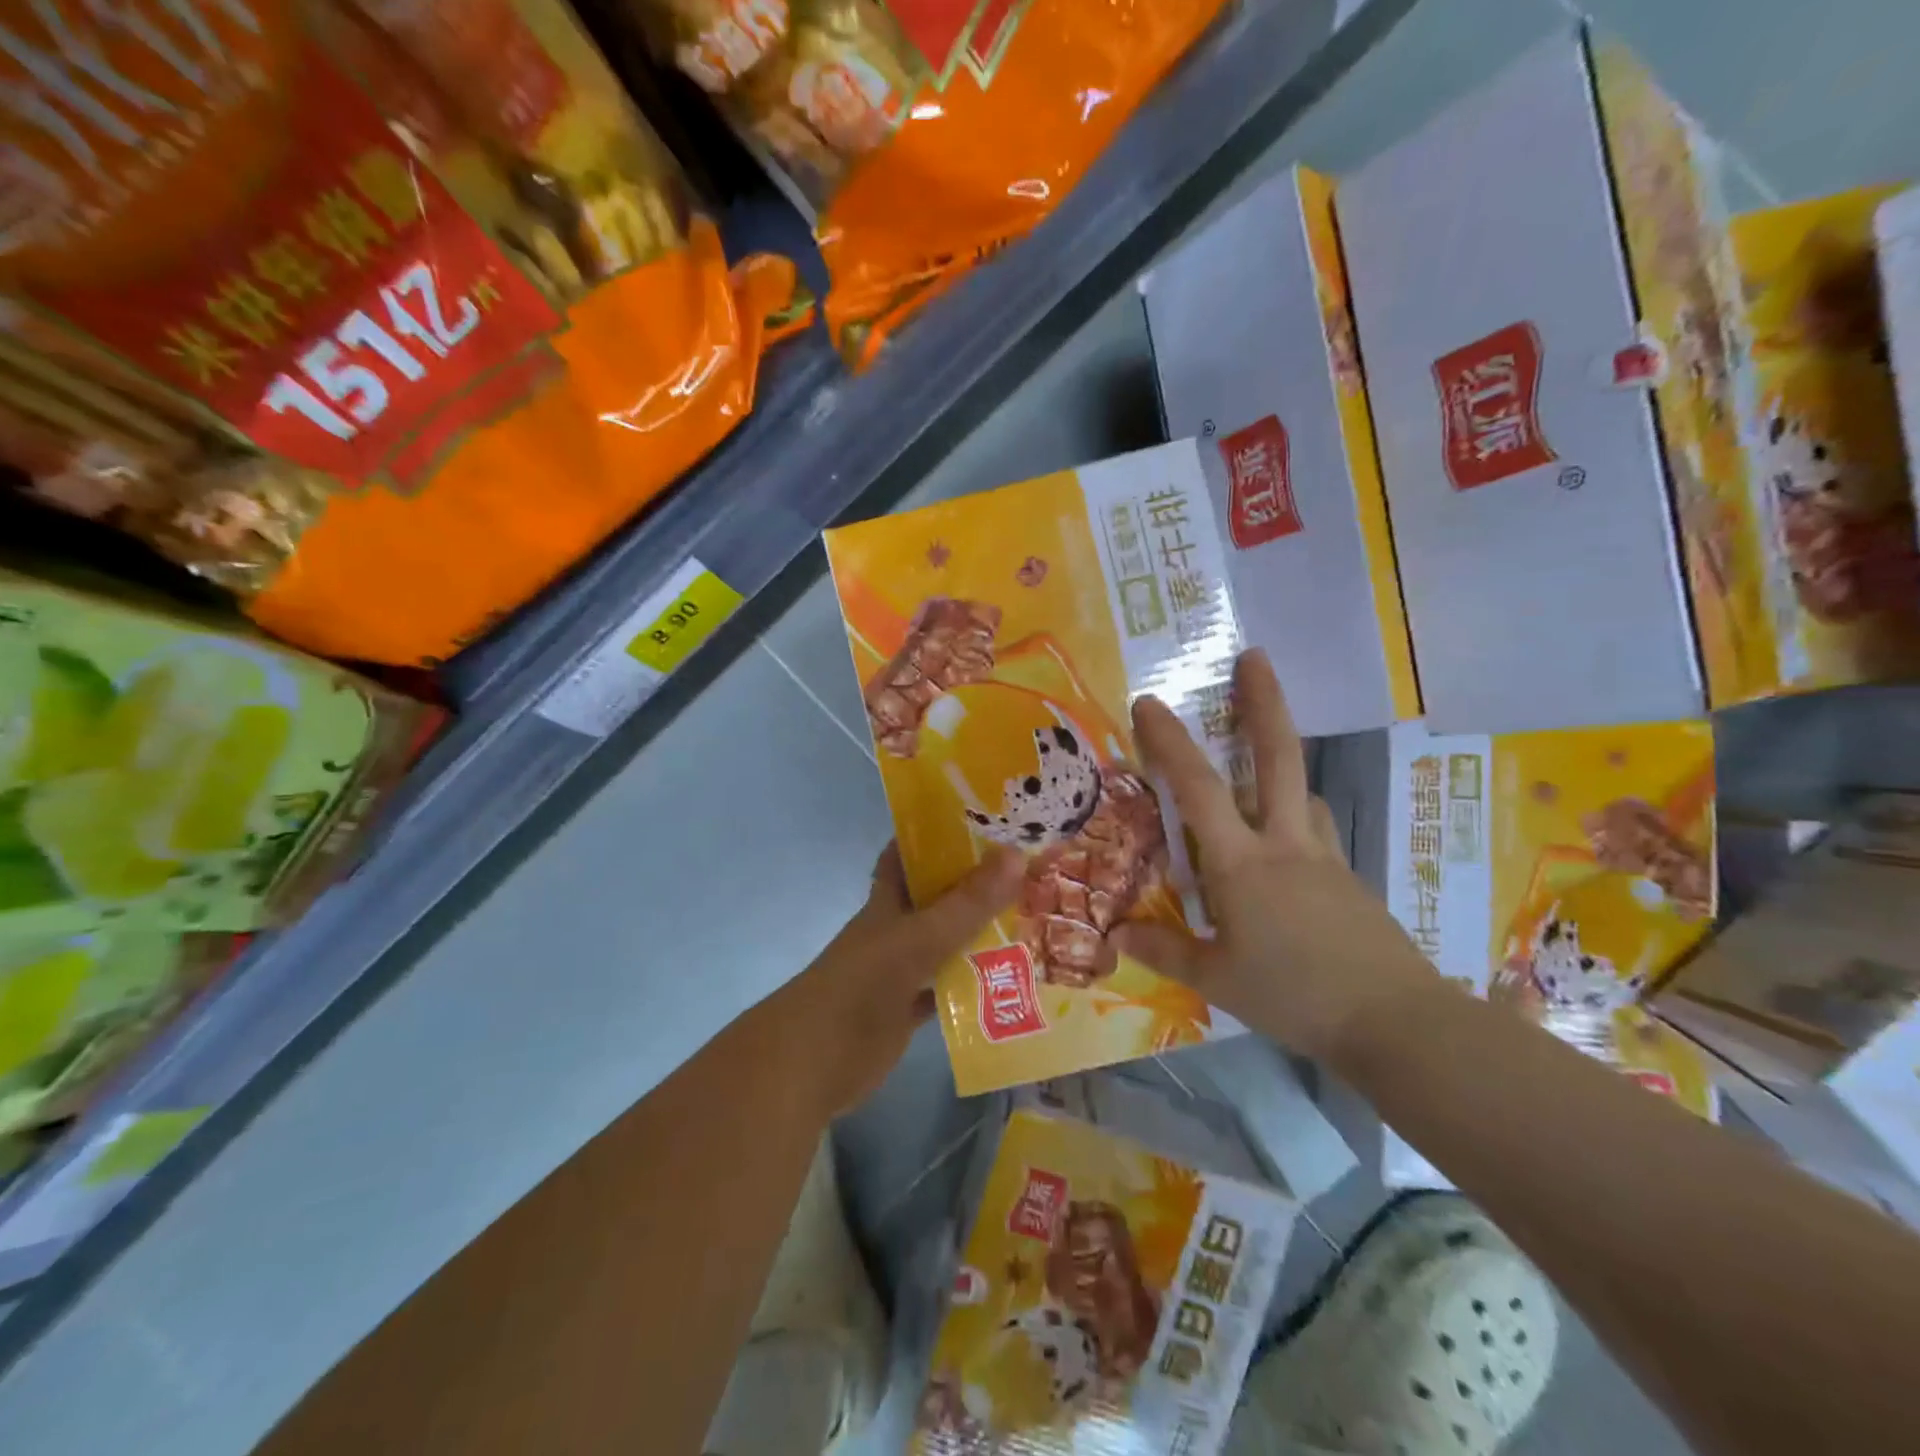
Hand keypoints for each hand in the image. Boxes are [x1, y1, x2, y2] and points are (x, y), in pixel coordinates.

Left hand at [766, 843, 1023, 1117]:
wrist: (813, 1064)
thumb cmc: (860, 988)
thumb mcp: (917, 940)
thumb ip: (967, 904)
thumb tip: (1017, 854)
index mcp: (887, 903)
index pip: (907, 855)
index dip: (934, 835)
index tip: (978, 821)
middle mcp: (893, 930)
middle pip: (935, 899)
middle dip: (973, 885)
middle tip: (1026, 872)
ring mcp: (899, 972)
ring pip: (945, 944)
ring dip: (978, 935)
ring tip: (1030, 920)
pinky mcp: (906, 1011)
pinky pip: (946, 990)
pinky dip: (972, 986)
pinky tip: (1009, 980)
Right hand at [1114, 649, 1434, 1065]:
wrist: (1396, 1022)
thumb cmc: (1294, 995)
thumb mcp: (1217, 979)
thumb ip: (1165, 951)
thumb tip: (1116, 934)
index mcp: (1242, 862)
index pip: (1197, 788)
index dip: (1169, 741)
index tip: (1148, 701)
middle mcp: (1284, 844)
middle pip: (1276, 757)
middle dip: (1264, 702)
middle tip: (1255, 657)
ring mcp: (1324, 857)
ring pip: (1299, 793)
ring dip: (1277, 768)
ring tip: (1256, 774)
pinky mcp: (1349, 879)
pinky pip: (1314, 833)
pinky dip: (1293, 823)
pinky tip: (1285, 855)